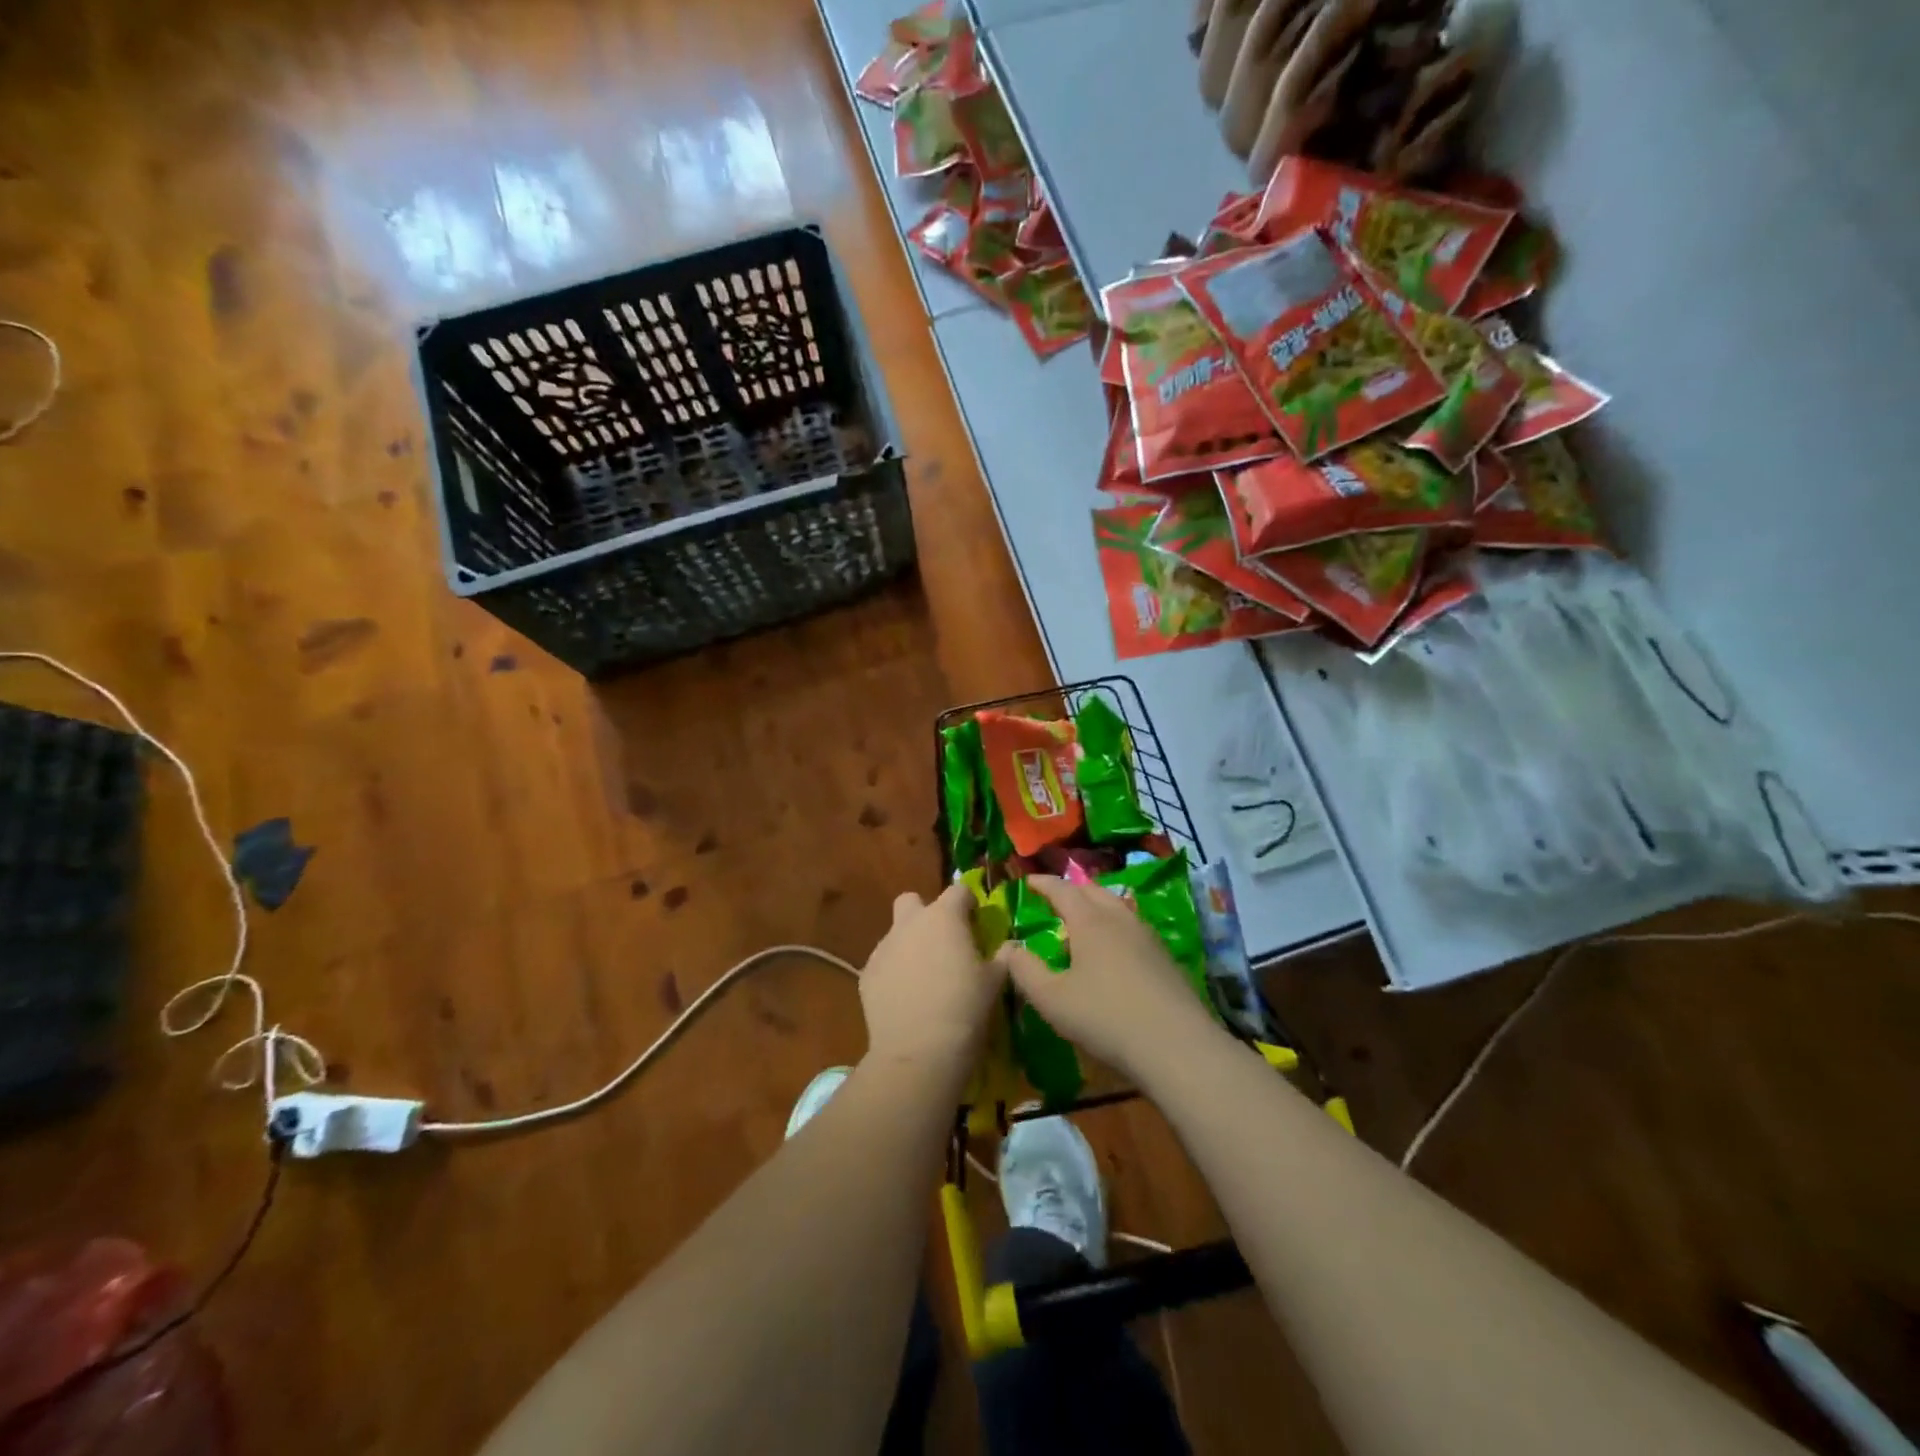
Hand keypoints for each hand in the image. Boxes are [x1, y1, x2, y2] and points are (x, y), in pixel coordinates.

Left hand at [859, 883, 1002, 1072]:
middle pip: (913, 900)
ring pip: (896, 933)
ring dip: (909, 945)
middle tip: (943, 942)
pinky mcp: (866, 974)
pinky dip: (894, 972)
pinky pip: (883, 962)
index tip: (976, 923)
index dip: (968, 903)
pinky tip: (906, 998)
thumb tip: (1008, 947)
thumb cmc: (965, 1009)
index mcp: (944, 917)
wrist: (918, 1052)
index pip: (958, 890)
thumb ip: (1002, 957)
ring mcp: (884, 948)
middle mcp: (910, 923)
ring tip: (924, 978)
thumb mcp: (995, 982)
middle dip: (926, 914)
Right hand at [994, 875, 1219, 1081]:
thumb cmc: (1105, 1017)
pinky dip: (1116, 926)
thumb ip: (1025, 971)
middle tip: (1056, 897)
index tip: (1029, 880)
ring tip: (1084, 920)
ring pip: (1118, 907)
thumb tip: (1009, 948)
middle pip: (1094, 891)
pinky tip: (1115, 949)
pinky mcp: (1165, 958)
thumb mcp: (1052, 999)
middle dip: (1072, 890)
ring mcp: (1147, 937)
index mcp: (1089, 921)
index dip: (1044, 883)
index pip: (1063, 890)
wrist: (1176, 1045)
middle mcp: (1119, 919)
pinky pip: (1133, 928)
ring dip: (1097, 906)